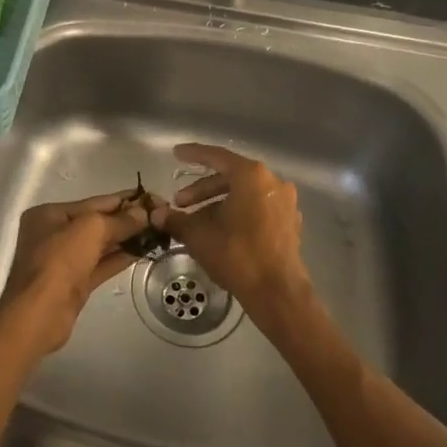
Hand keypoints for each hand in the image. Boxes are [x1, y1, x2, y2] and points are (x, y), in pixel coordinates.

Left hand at [0, 191, 149, 356]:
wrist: (39, 314)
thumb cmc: (59, 261)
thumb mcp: (90, 229)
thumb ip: (120, 220)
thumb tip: (144, 213)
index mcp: (50, 214)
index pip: (95, 201)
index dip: (125, 199)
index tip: (153, 198)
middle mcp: (55, 233)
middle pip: (98, 222)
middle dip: (128, 219)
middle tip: (160, 216)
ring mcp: (65, 260)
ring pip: (101, 244)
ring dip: (128, 238)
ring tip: (158, 232)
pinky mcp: (75, 282)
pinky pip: (102, 264)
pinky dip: (121, 257)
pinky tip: (143, 251)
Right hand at [153, 144, 314, 339]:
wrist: (278, 292)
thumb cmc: (237, 256)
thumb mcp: (200, 236)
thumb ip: (177, 220)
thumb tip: (157, 215)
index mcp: (251, 176)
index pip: (217, 157)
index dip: (194, 154)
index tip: (176, 154)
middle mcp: (272, 182)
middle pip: (230, 177)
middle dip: (202, 190)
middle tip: (180, 203)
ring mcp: (285, 202)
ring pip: (244, 194)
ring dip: (218, 204)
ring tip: (196, 223)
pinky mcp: (289, 222)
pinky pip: (257, 208)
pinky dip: (237, 213)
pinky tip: (221, 231)